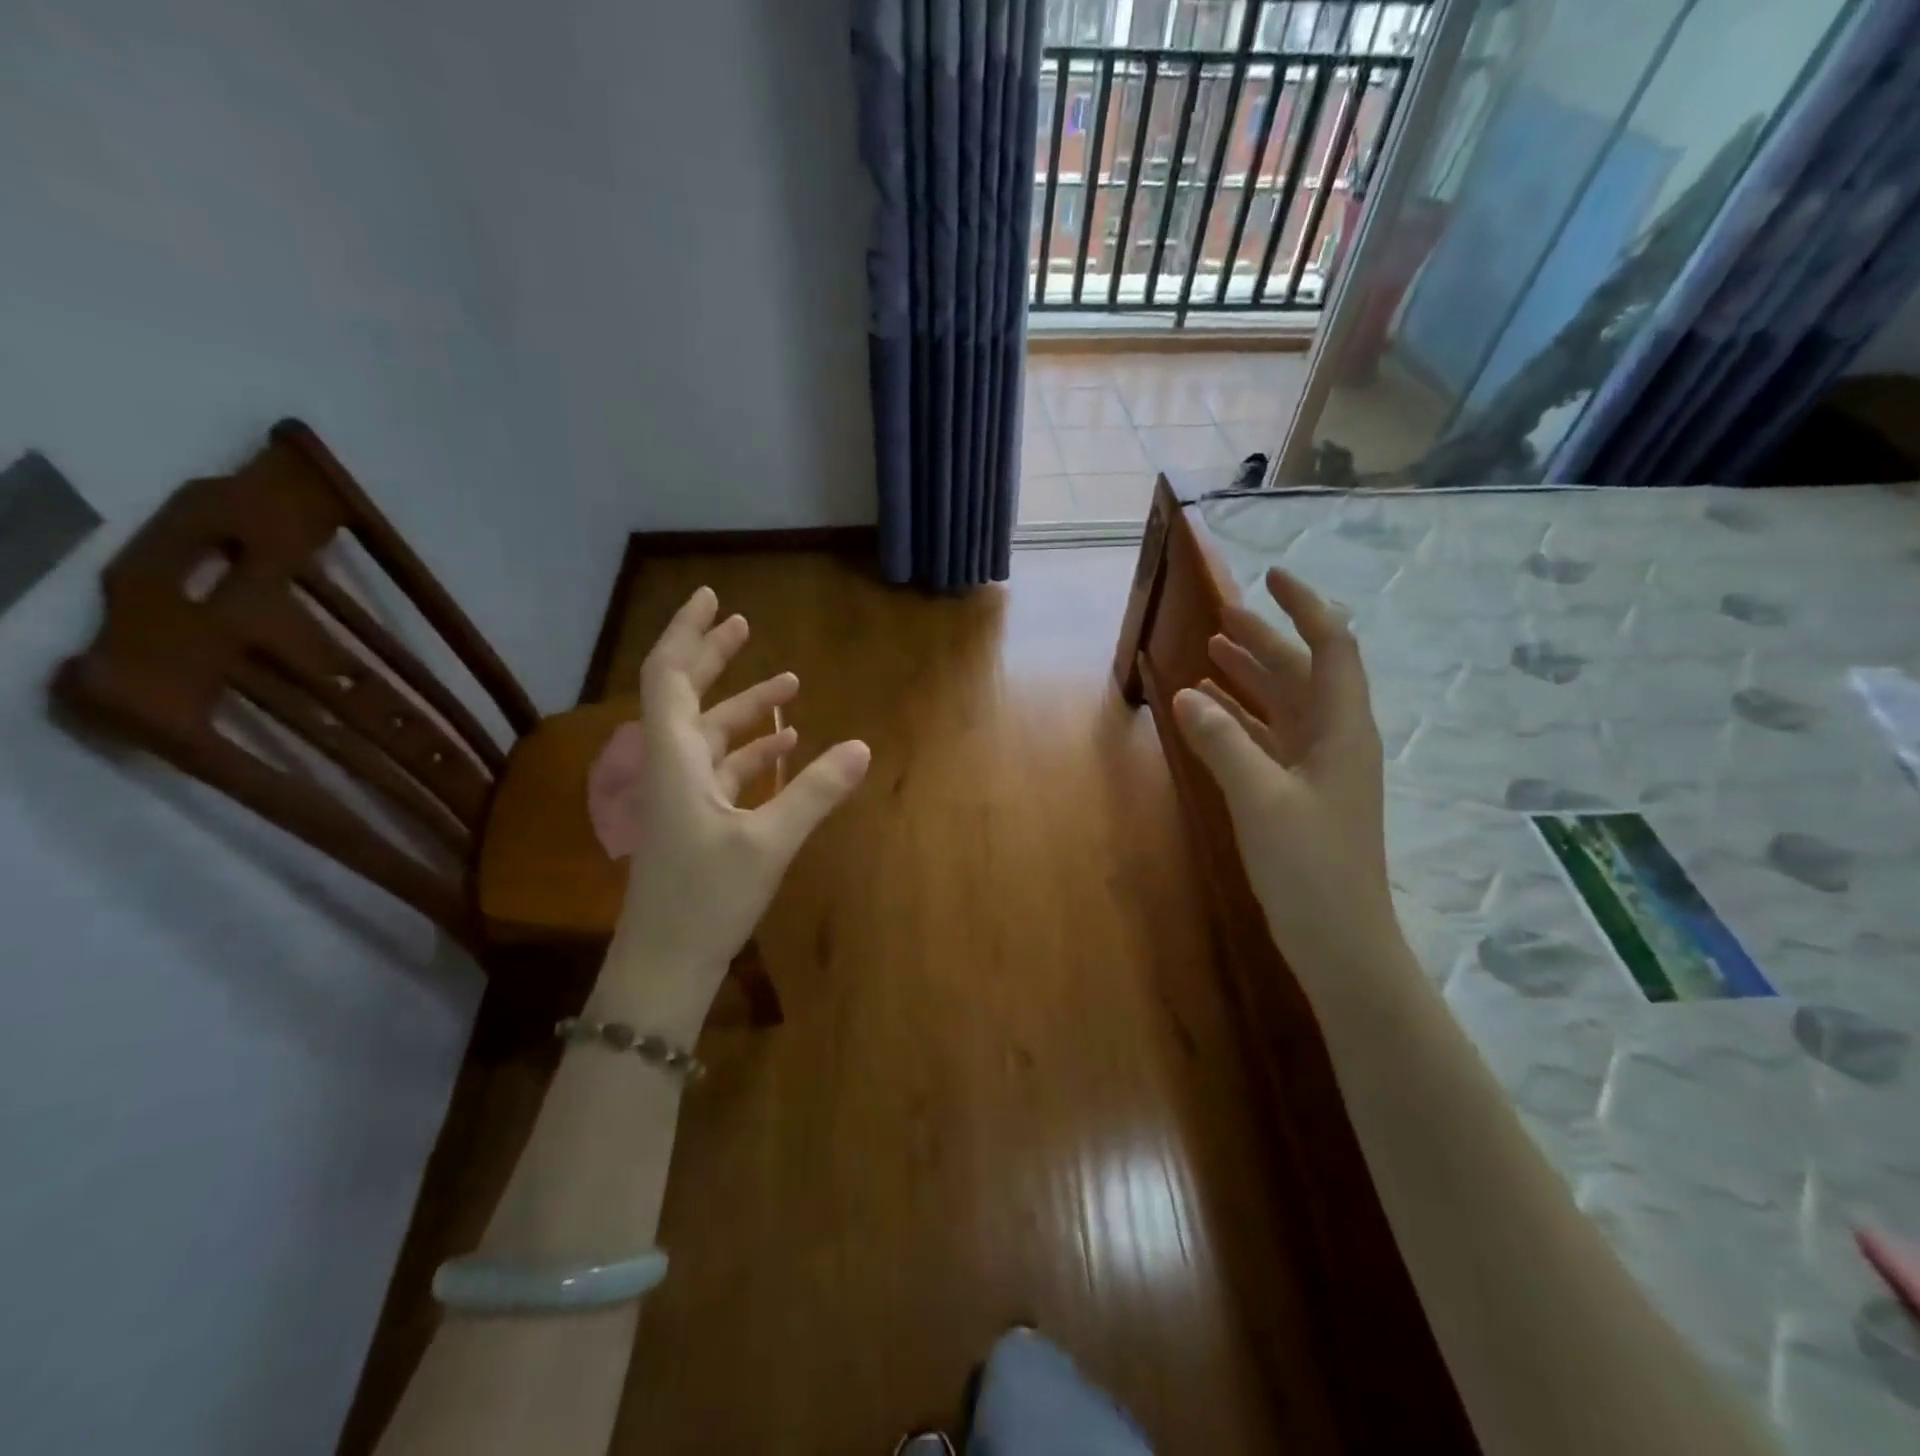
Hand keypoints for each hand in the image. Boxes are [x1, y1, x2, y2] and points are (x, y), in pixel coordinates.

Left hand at [601, 587, 869, 1034]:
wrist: (664, 968)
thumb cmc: (705, 902)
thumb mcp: (768, 844)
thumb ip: (814, 792)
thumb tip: (861, 747)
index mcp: (674, 760)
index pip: (668, 676)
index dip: (687, 633)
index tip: (715, 600)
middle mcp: (672, 768)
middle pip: (687, 697)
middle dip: (715, 658)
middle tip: (747, 626)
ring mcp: (683, 797)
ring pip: (712, 736)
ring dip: (746, 709)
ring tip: (790, 686)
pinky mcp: (696, 823)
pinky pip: (724, 771)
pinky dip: (753, 754)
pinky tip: (787, 749)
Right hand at [1173, 567, 1406, 993]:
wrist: (1339, 940)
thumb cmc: (1310, 867)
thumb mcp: (1261, 799)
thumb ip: (1223, 742)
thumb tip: (1186, 693)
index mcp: (1341, 729)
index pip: (1332, 647)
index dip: (1305, 607)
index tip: (1271, 577)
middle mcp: (1334, 739)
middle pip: (1302, 672)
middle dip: (1266, 639)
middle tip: (1223, 614)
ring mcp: (1317, 768)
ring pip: (1283, 704)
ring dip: (1250, 676)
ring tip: (1212, 650)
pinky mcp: (1297, 793)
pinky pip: (1267, 738)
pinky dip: (1240, 718)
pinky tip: (1211, 711)